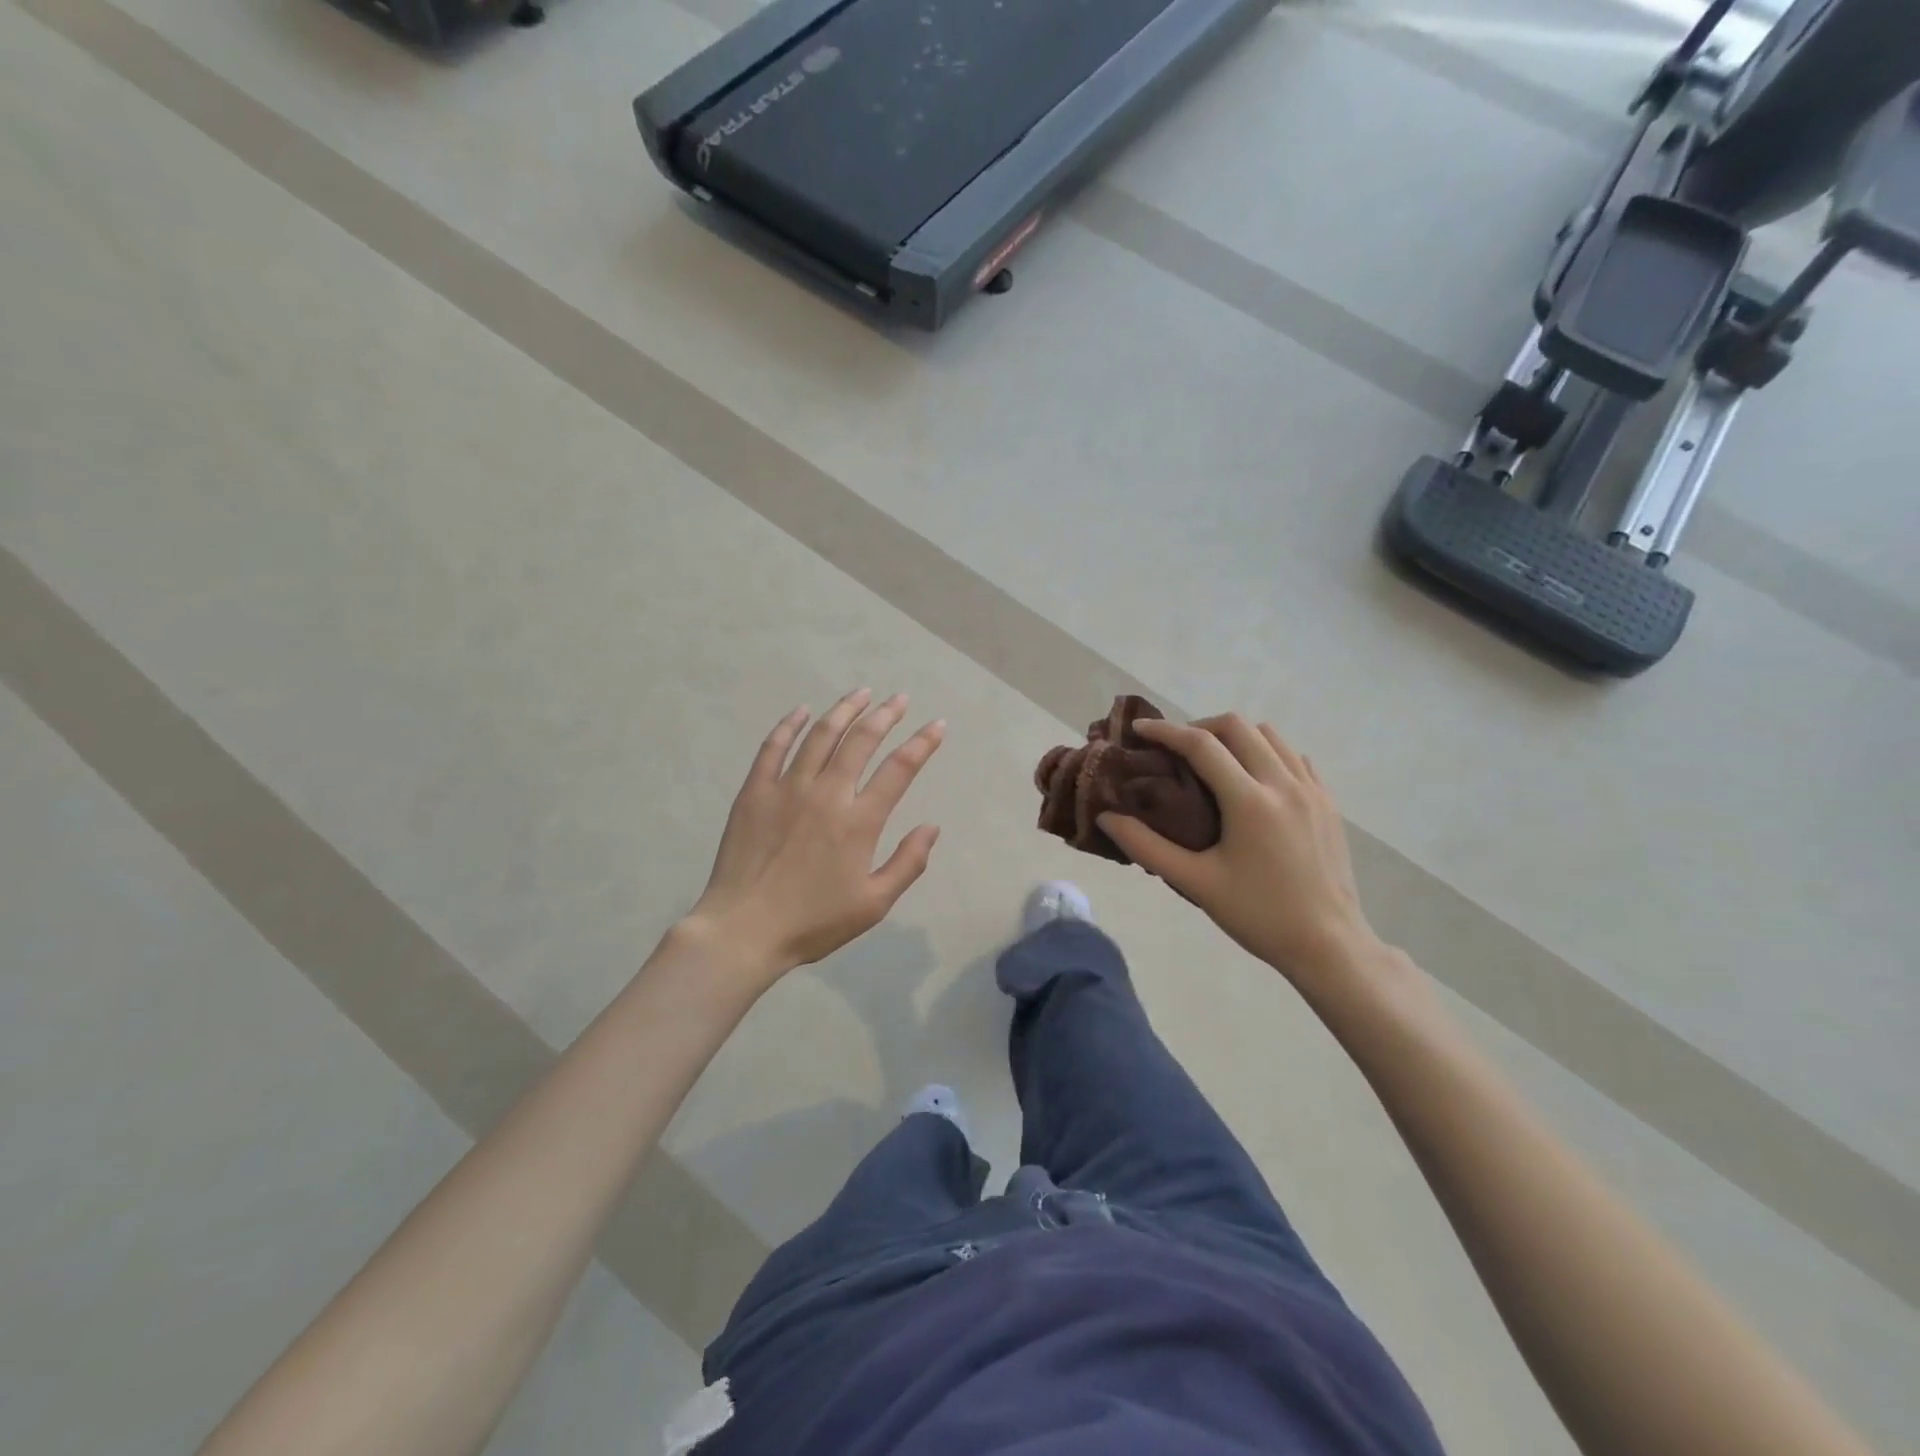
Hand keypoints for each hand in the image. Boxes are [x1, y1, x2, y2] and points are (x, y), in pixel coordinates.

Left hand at [689, 688, 944, 984]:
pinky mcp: (754, 791)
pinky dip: (790, 725)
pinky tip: (802, 711)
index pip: (899, 769)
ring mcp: (787, 788)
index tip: (936, 725)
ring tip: (861, 693)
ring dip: (844, 710)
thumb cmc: (813, 922)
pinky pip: (774, 747)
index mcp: (859, 821)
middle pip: (861, 740)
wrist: (743, 930)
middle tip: (899, 699)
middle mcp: (827, 794)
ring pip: (821, 735)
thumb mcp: (873, 904)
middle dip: (885, 715)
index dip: (922, 743)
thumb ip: (908, 863)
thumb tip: (931, 826)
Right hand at [1099, 715, 1377, 986]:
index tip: (1139, 729)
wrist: (1329, 944)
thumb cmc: (1258, 915)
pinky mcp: (1328, 802)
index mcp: (1250, 802)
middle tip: (1175, 748)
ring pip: (1270, 735)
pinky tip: (1253, 778)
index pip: (1201, 745)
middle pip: (1238, 726)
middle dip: (1199, 727)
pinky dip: (1267, 752)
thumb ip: (1147, 847)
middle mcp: (1283, 784)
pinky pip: (1294, 757)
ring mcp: (1312, 790)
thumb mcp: (1196, 884)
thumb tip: (1107, 818)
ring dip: (1235, 736)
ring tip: (1212, 760)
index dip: (1165, 731)